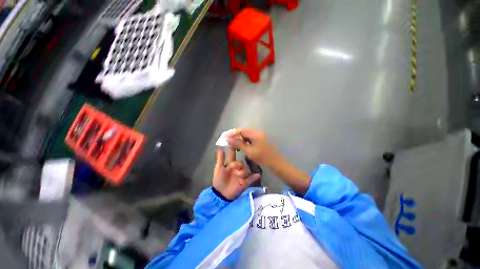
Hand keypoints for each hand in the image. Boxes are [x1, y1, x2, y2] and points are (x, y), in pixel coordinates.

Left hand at [213, 147, 260, 200]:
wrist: (221, 195)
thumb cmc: (218, 180)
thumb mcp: (218, 169)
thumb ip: (220, 158)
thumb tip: (220, 147)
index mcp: (230, 164)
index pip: (233, 154)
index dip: (234, 149)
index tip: (236, 142)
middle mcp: (237, 168)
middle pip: (241, 163)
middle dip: (237, 165)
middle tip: (232, 168)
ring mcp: (241, 175)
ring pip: (245, 170)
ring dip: (242, 173)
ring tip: (238, 177)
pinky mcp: (245, 182)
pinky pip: (251, 179)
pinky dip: (254, 177)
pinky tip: (257, 175)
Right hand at [227, 128, 282, 168]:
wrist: (276, 163)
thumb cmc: (263, 157)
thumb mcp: (249, 151)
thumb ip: (238, 144)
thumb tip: (229, 139)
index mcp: (255, 134)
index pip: (241, 130)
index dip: (232, 133)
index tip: (225, 137)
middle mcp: (258, 132)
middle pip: (244, 131)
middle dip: (235, 136)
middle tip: (228, 142)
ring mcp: (260, 135)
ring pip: (247, 135)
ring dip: (240, 139)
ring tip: (234, 145)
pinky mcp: (261, 139)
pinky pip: (251, 138)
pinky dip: (245, 141)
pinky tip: (242, 146)